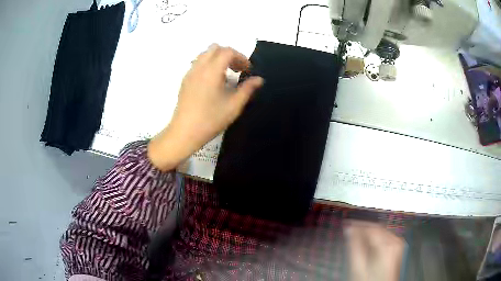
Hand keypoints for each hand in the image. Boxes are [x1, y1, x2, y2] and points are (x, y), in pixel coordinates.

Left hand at [148, 44, 263, 170]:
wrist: (184, 132)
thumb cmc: (211, 119)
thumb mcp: (234, 106)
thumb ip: (248, 89)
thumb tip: (259, 79)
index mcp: (212, 71)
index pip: (228, 52)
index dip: (241, 57)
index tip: (247, 70)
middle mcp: (199, 67)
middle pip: (215, 48)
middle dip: (229, 54)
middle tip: (237, 69)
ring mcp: (190, 73)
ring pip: (204, 54)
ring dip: (217, 58)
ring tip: (225, 75)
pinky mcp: (185, 80)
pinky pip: (197, 63)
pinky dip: (208, 65)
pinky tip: (212, 82)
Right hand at [344, 220, 404, 280]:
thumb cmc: (370, 280)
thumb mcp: (358, 266)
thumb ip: (354, 246)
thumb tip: (349, 230)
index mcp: (386, 245)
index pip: (371, 228)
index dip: (358, 225)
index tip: (348, 224)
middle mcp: (395, 241)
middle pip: (377, 228)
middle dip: (364, 228)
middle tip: (351, 229)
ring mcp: (398, 244)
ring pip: (382, 231)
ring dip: (370, 232)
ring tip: (358, 235)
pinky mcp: (398, 247)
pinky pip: (386, 236)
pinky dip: (377, 237)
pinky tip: (369, 241)